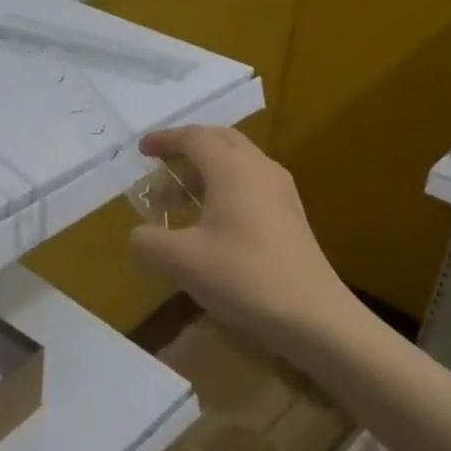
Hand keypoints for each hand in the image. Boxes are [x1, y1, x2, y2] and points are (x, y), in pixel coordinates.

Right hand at [128, 126, 358, 341]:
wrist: (312, 314)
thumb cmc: (243, 276)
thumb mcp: (181, 261)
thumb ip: (148, 241)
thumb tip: (139, 234)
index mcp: (231, 169)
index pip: (193, 137)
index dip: (164, 140)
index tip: (142, 151)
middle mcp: (258, 167)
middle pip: (218, 139)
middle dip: (186, 149)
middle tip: (161, 170)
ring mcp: (280, 189)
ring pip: (237, 160)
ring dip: (205, 170)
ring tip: (180, 202)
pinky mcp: (290, 211)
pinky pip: (250, 180)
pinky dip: (224, 185)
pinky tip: (212, 220)